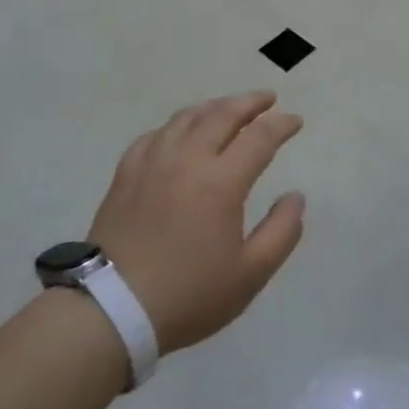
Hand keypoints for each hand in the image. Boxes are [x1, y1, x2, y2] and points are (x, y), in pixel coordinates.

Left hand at [89, 91, 305, 353]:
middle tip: (267, 98)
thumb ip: (281, 232)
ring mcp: (152, 163)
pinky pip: (155, 135)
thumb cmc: (189, 295)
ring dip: (214, 107)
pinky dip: (177, 125)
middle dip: (250, 102)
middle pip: (222, 115)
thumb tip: (295, 197)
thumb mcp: (250, 274)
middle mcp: (187, 160)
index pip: (259, 137)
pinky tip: (180, 132)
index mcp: (221, 182)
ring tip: (228, 107)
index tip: (296, 121)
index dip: (281, 124)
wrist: (112, 309)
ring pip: (186, 118)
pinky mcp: (126, 174)